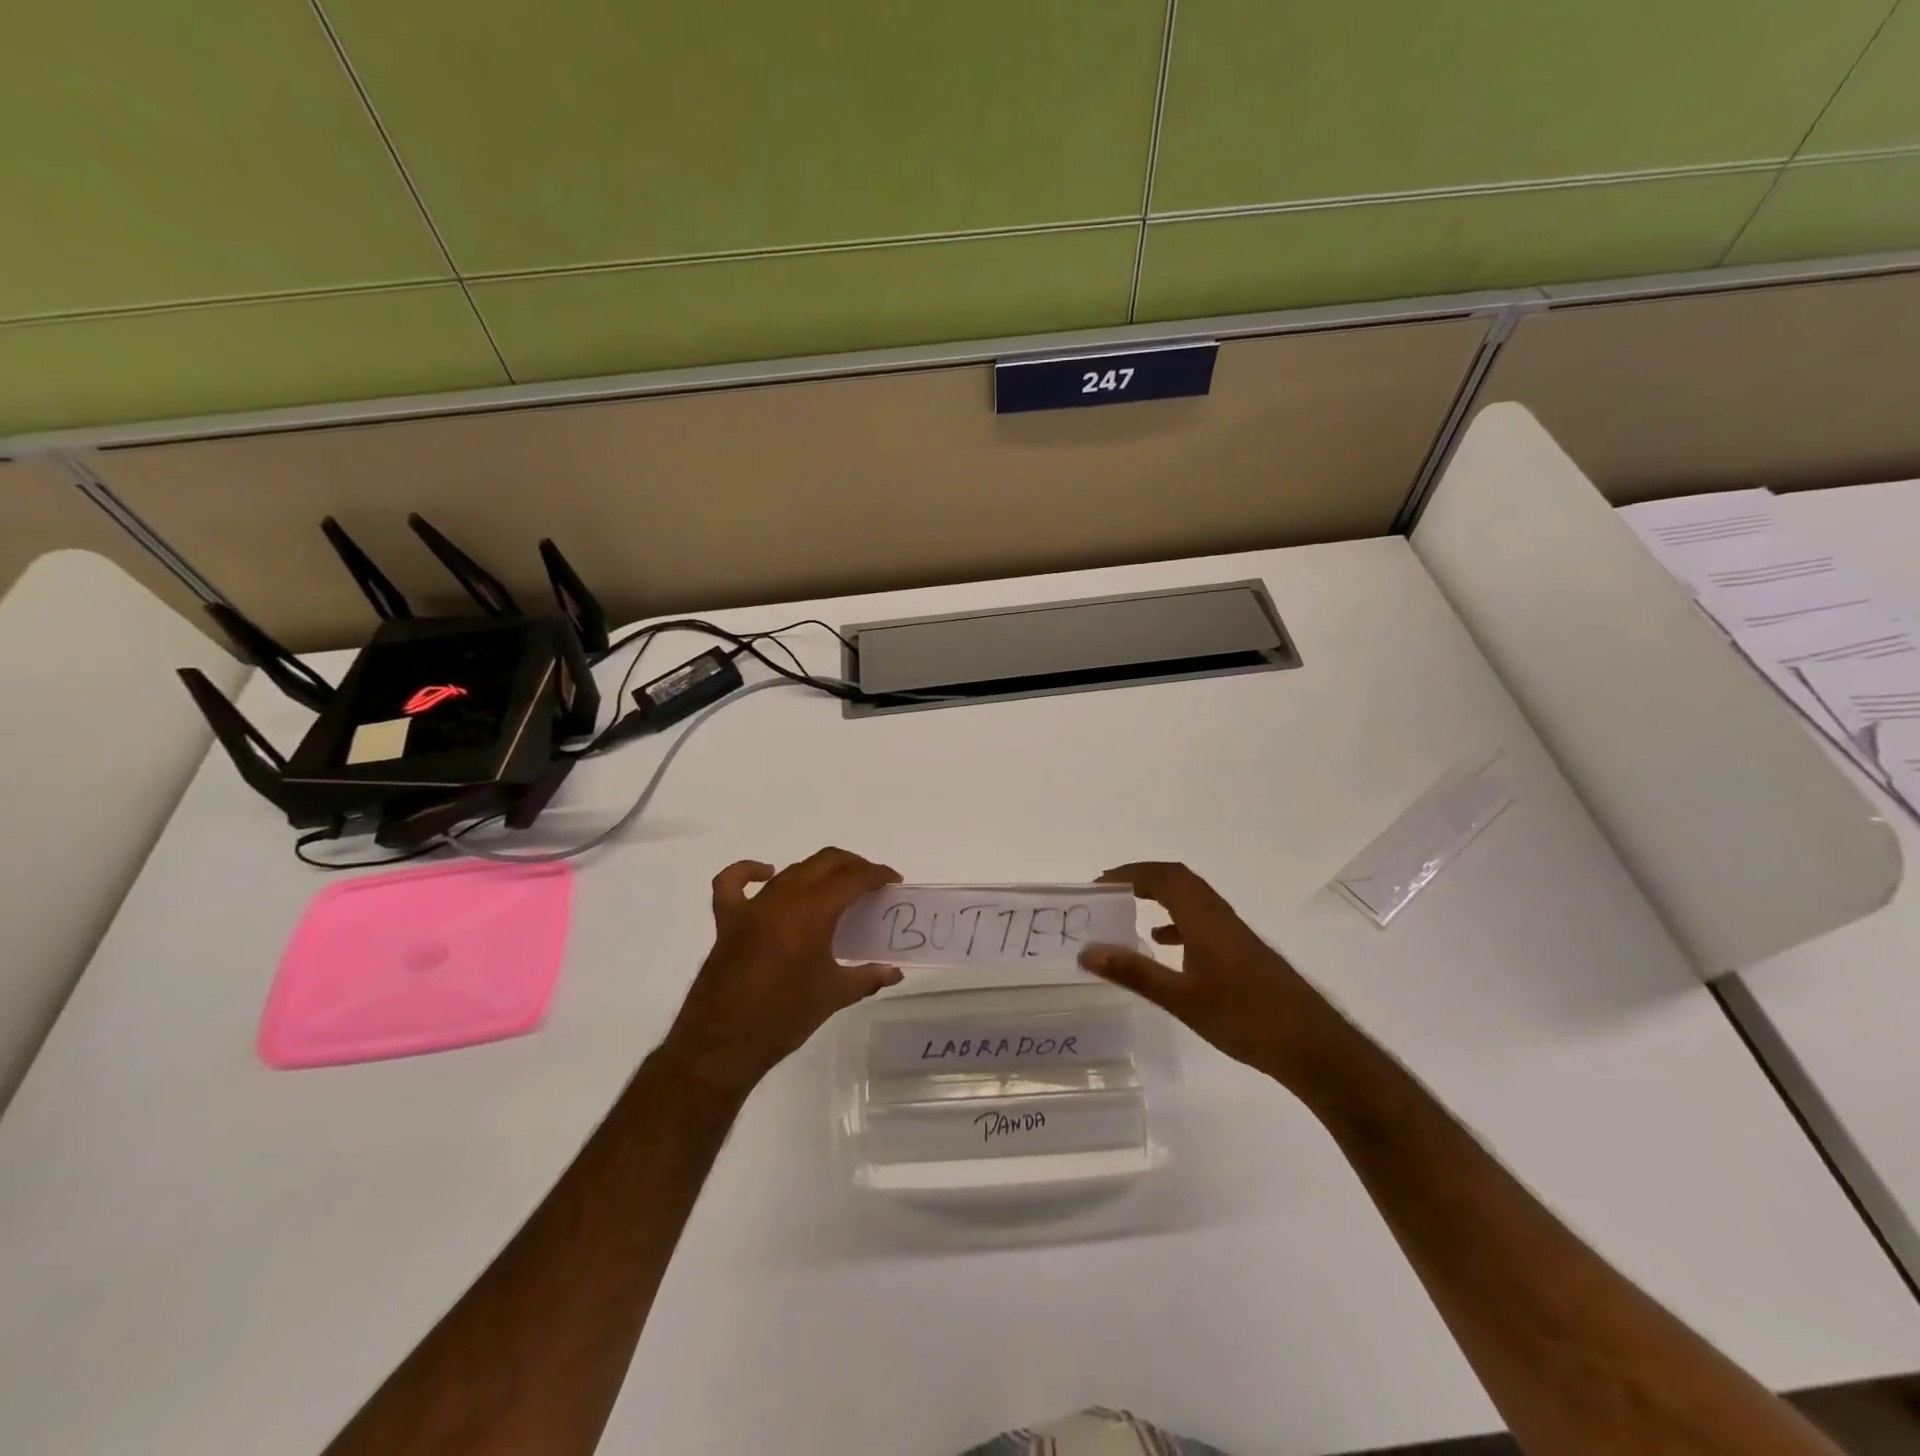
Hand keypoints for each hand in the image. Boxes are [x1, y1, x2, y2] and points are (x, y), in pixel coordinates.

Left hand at [661, 847, 902, 1097]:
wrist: (723, 1045)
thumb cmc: (784, 1017)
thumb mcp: (833, 996)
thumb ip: (867, 977)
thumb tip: (894, 972)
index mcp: (812, 913)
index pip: (852, 878)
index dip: (876, 874)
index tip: (892, 881)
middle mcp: (782, 899)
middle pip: (824, 863)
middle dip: (852, 866)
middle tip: (870, 883)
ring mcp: (752, 907)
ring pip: (791, 871)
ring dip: (817, 873)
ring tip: (835, 890)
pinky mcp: (728, 920)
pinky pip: (733, 883)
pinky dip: (750, 872)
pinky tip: (766, 875)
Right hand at [1078, 862, 1334, 1086]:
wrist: (1312, 1046)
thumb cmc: (1244, 1018)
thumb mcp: (1181, 999)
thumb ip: (1134, 972)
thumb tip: (1087, 951)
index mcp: (1204, 918)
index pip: (1164, 877)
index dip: (1131, 873)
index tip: (1099, 884)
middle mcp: (1220, 916)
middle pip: (1179, 879)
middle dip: (1143, 878)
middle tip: (1110, 889)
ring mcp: (1235, 933)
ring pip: (1192, 898)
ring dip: (1161, 895)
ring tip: (1128, 908)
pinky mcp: (1243, 952)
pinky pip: (1202, 919)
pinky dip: (1178, 920)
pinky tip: (1164, 943)